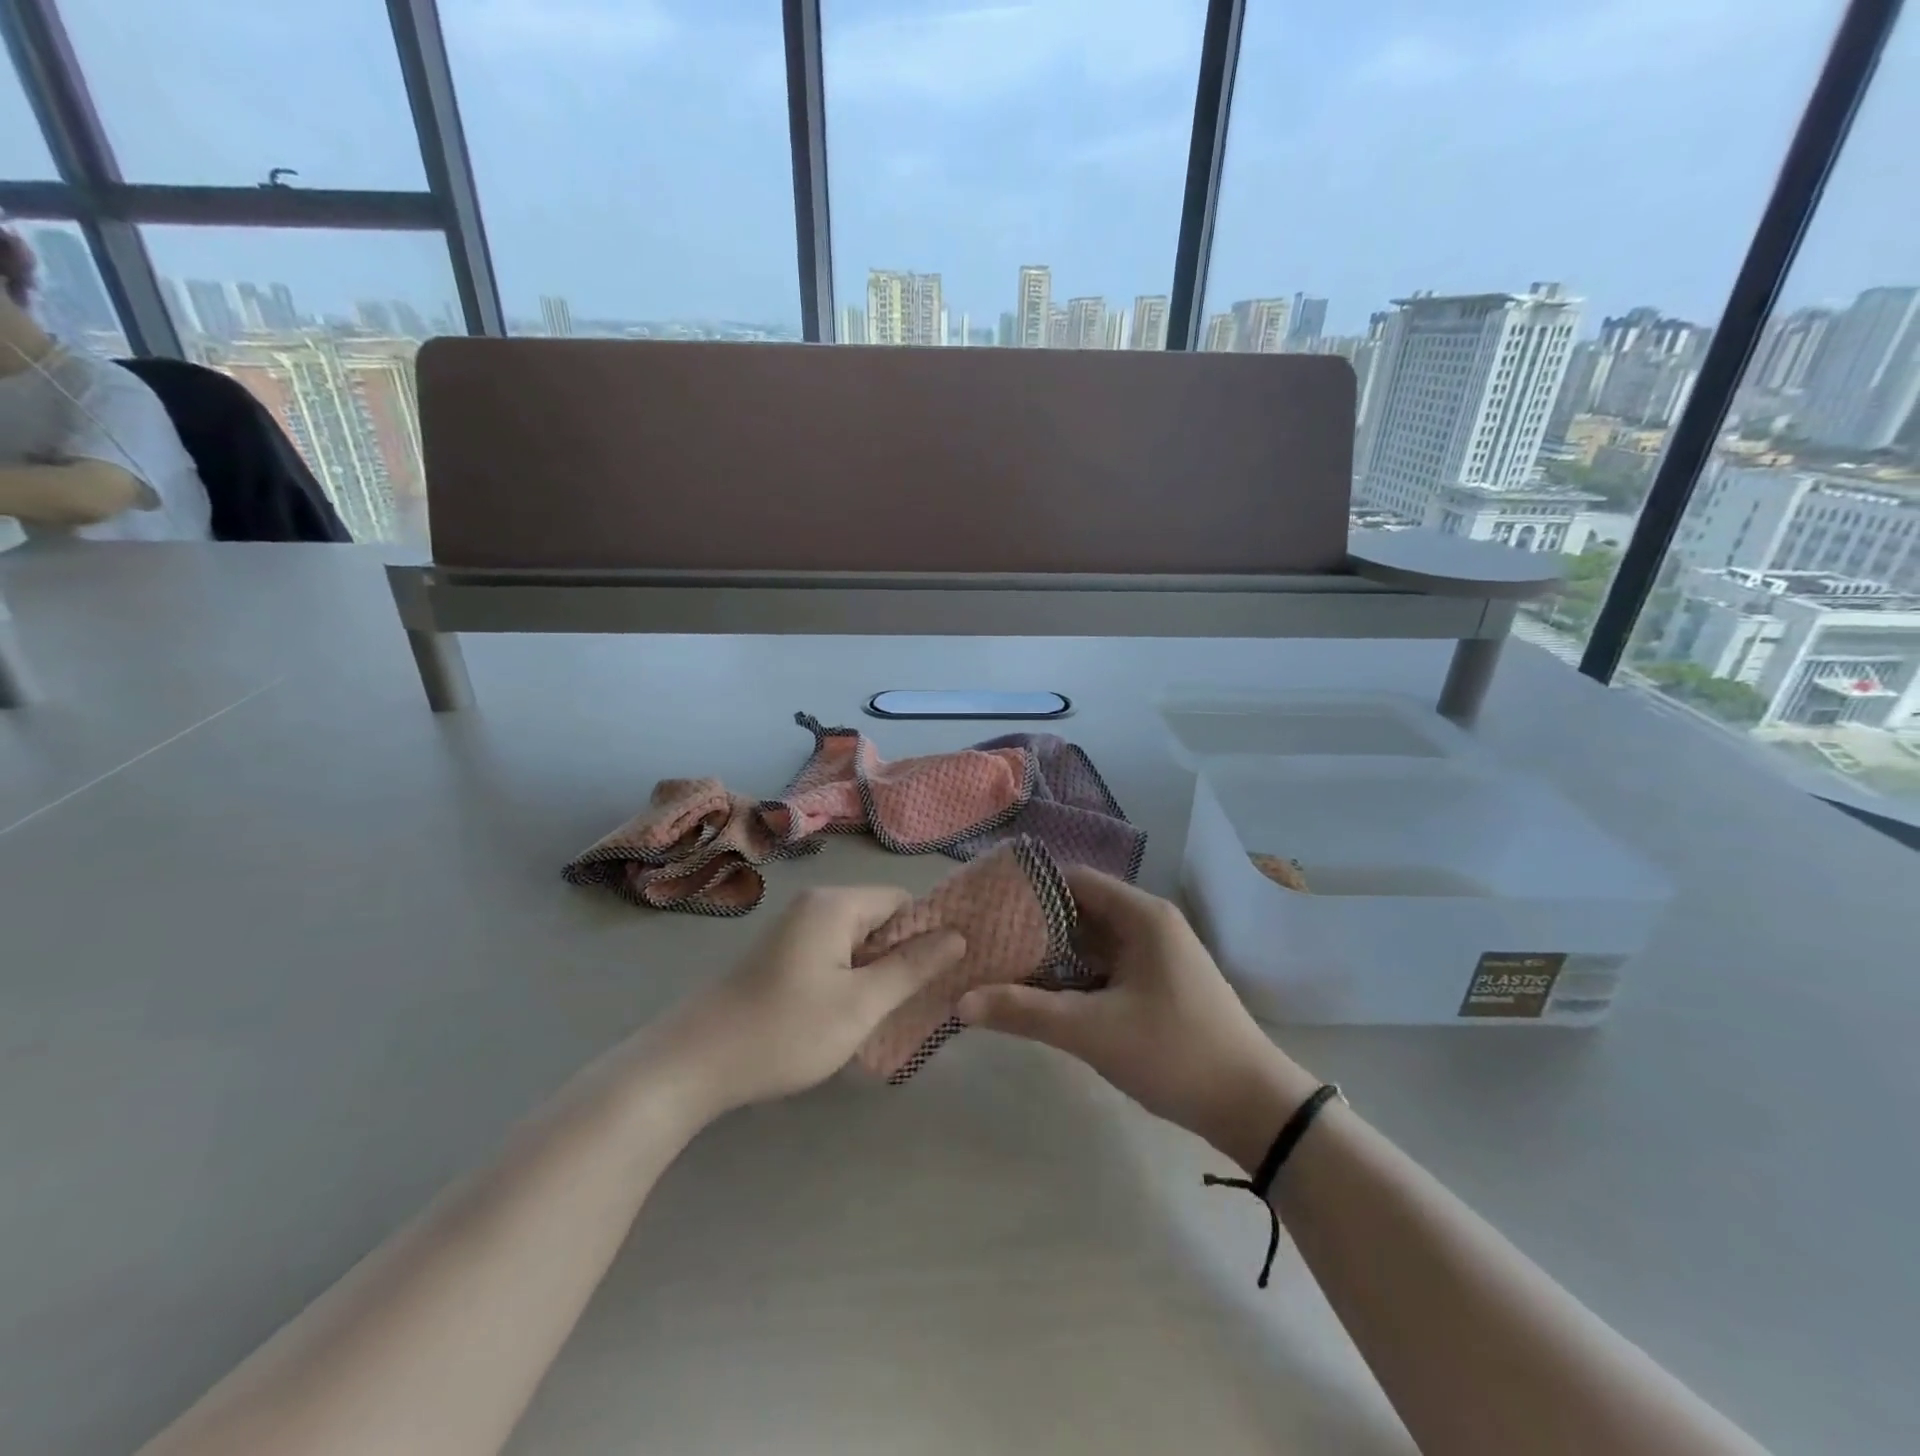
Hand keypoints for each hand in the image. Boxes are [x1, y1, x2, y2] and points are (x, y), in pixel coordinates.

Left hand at [659, 886, 964, 1118]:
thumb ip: (912, 967)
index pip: (903, 901)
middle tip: (915, 1002)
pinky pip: (832, 953)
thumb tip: (957, 936)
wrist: (693, 1063)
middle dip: (901, 956)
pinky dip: (848, 978)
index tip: (941, 976)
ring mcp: (793, 929)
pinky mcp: (780, 954)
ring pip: (856, 940)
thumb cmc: (785, 1030)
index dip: (927, 935)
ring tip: (883, 1014)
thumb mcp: (861, 1004)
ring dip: (874, 972)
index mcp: (835, 904)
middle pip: (880, 918)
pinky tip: (846, 1015)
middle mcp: (814, 904)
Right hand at [957, 867, 1316, 1169]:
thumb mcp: (1093, 1031)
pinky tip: (1037, 991)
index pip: (1072, 879)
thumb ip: (1025, 1012)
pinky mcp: (1155, 983)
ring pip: (1089, 940)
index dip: (1027, 888)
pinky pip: (1103, 965)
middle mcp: (1148, 923)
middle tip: (982, 937)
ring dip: (1050, 951)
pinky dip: (1071, 974)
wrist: (1253, 1106)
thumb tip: (961, 1002)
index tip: (984, 905)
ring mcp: (1154, 954)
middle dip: (1032, 923)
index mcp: (1141, 915)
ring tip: (998, 961)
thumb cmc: (1175, 1053)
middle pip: (1078, 908)